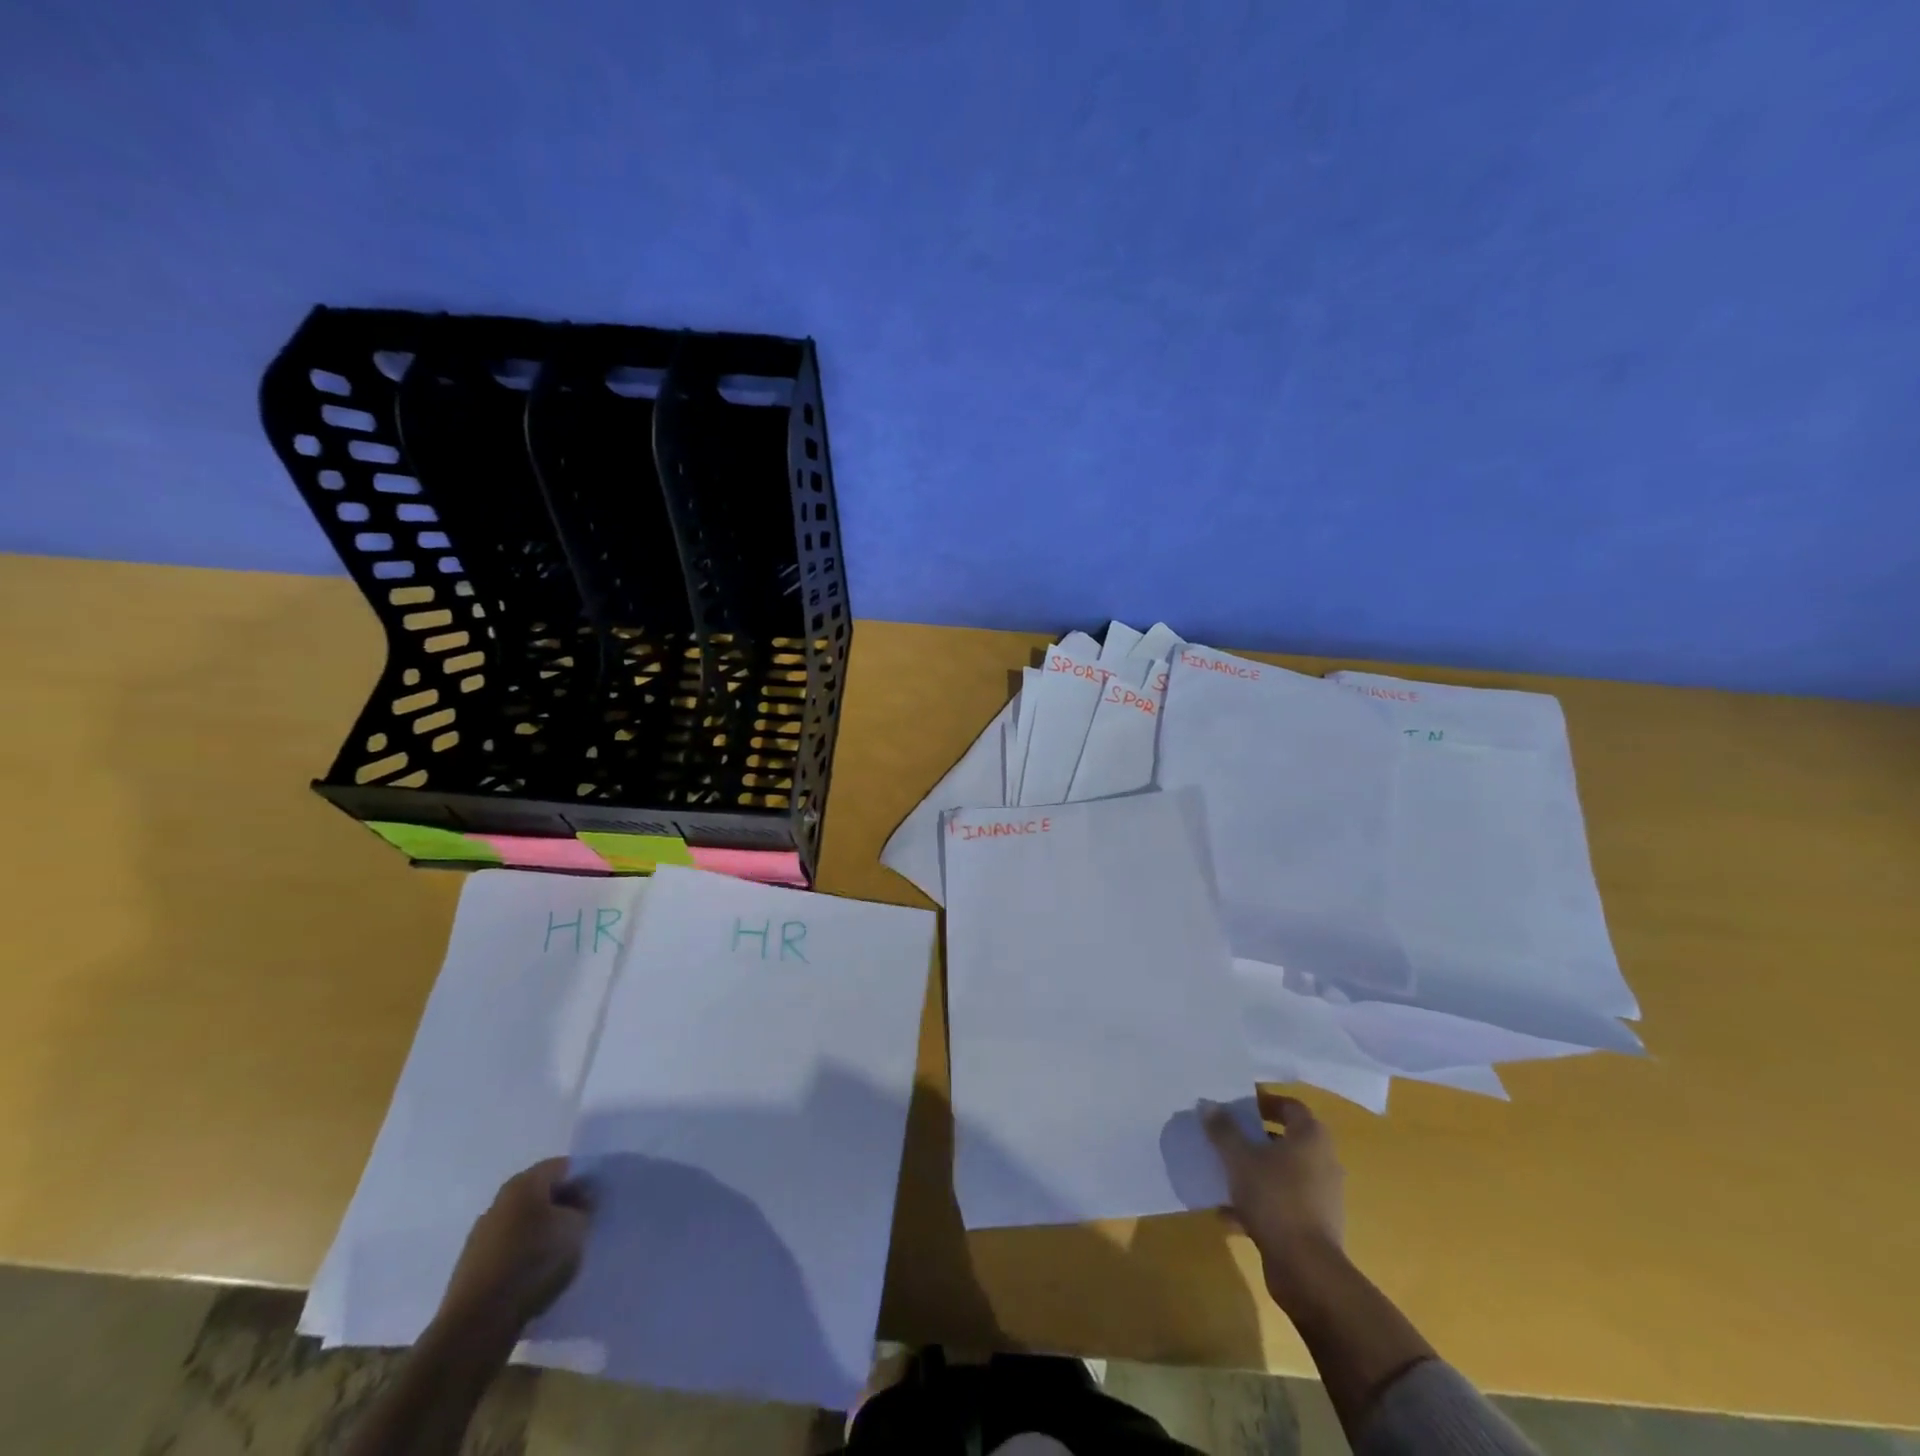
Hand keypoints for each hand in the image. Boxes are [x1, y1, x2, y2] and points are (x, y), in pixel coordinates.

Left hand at [435, 1159, 591, 1336]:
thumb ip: (583, 1210)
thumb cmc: (534, 1262)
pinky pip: (508, 1252)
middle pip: (540, 1195)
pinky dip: (524, 1258)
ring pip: (523, 1225)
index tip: (596, 1203)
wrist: (477, 1325)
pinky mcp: (471, 1270)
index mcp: (523, 1184)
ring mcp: (480, 1238)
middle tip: (582, 1227)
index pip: (562, 1167)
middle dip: (562, 1207)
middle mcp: (498, 1203)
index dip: (583, 1181)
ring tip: (561, 1256)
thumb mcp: (577, 1229)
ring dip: (543, 1234)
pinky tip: (537, 1277)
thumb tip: (578, 1206)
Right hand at [1203, 1091, 1345, 1305]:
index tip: (1237, 1106)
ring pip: (1282, 1174)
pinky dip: (1259, 1203)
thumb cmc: (1275, 1199)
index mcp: (1311, 1138)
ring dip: (1254, 1173)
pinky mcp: (1315, 1225)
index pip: (1290, 1106)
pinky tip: (1229, 1215)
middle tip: (1226, 1137)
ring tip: (1223, 1175)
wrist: (1307, 1270)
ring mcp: (1321, 1196)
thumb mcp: (1239, 1158)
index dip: (1264, 1102)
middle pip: (1285, 1140)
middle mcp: (1323, 1162)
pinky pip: (1282, 1203)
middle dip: (1254, 1139)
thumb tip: (1208, 1104)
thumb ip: (1223, 1130)